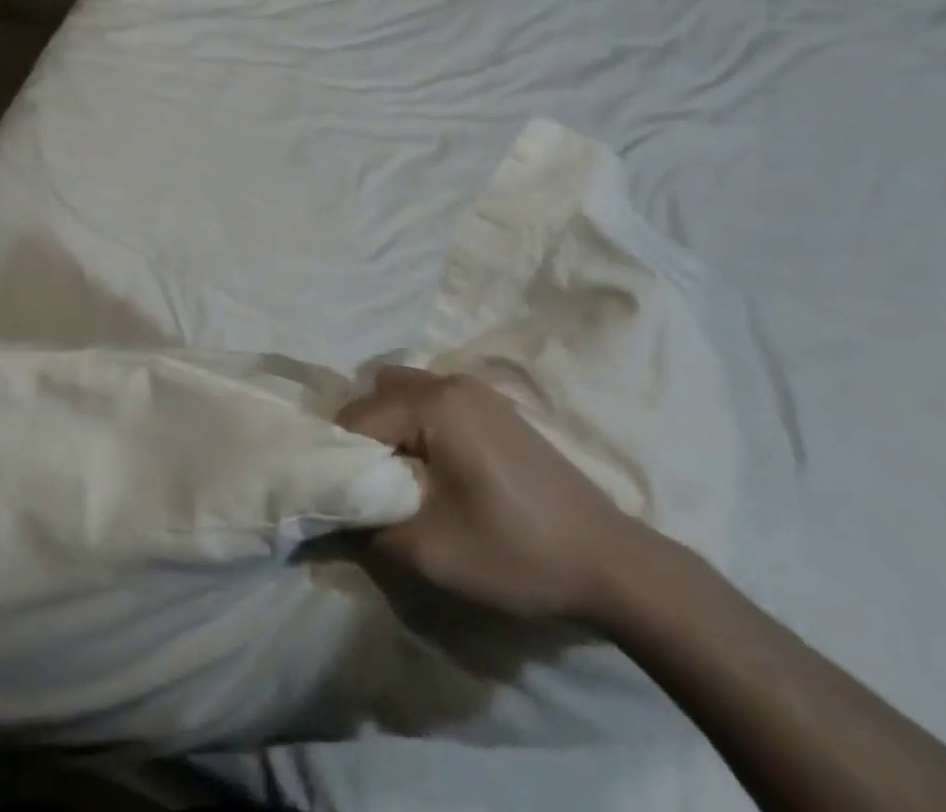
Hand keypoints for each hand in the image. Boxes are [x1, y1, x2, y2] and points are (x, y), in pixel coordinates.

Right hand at [337, 367, 638, 619]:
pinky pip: (435, 400)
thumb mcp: (429, 552)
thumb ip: (367, 529)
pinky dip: (419, 424)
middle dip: (364, 435)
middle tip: (371, 484)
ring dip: (392, 426)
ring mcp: (478, 391)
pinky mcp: (496, 408)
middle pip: (379, 392)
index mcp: (433, 403)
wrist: (612, 563)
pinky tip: (437, 470)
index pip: (358, 418)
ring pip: (406, 391)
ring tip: (402, 476)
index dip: (342, 458)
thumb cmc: (515, 552)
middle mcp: (451, 382)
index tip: (344, 496)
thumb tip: (333, 515)